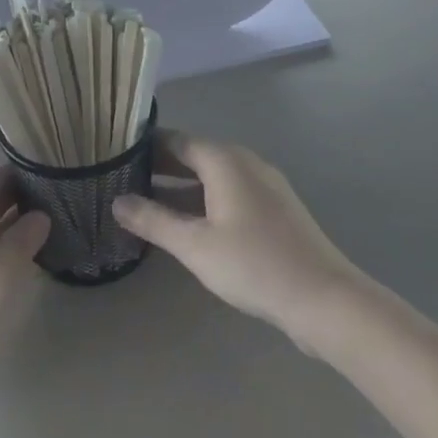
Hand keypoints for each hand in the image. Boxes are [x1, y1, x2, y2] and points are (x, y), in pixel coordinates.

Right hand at [113, 134, 363, 348]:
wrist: (323, 298)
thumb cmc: (254, 264)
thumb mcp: (194, 245)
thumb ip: (153, 220)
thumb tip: (116, 201)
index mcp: (225, 160)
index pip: (175, 140)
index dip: (144, 146)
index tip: (113, 155)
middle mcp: (245, 163)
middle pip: (194, 156)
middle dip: (159, 167)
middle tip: (120, 180)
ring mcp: (263, 186)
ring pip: (211, 178)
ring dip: (179, 187)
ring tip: (143, 203)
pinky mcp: (273, 210)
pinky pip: (228, 194)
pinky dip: (202, 202)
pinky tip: (185, 225)